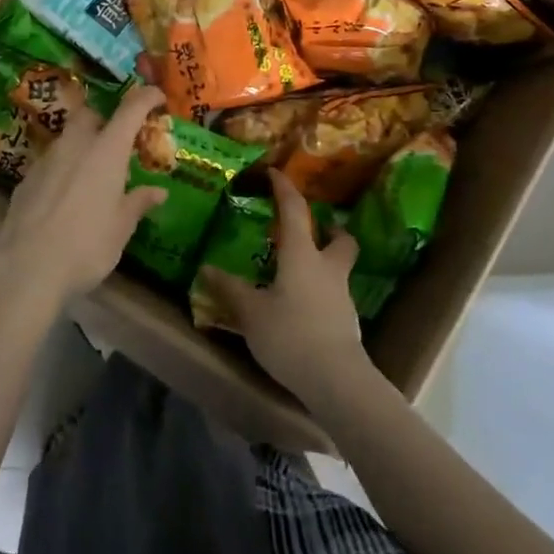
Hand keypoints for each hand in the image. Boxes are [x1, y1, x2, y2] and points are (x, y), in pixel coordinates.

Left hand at [0, 86, 168, 307]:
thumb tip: (158, 191)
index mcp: (106, 151)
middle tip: (118, 143)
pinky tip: (66, 198)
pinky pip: (50, 163)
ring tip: (93, 175)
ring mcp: (46, 160)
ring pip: (67, 139)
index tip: (157, 97)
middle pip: (90, 115)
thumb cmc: (86, 245)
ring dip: (82, 146)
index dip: (145, 97)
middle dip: (105, 120)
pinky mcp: (25, 180)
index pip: (130, 110)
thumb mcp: (121, 228)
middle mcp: (75, 146)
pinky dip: (63, 170)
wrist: (26, 267)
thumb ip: (138, 203)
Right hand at [196, 170, 372, 406]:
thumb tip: (206, 269)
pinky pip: (334, 294)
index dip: (285, 189)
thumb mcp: (251, 312)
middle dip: (330, 228)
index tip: (275, 173)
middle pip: (340, 238)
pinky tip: (304, 306)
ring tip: (301, 270)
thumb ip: (230, 289)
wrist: (337, 380)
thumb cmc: (291, 334)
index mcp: (302, 255)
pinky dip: (322, 291)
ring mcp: (341, 296)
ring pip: (339, 267)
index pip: (295, 211)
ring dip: (326, 261)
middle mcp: (327, 268)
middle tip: (315, 228)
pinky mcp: (346, 321)